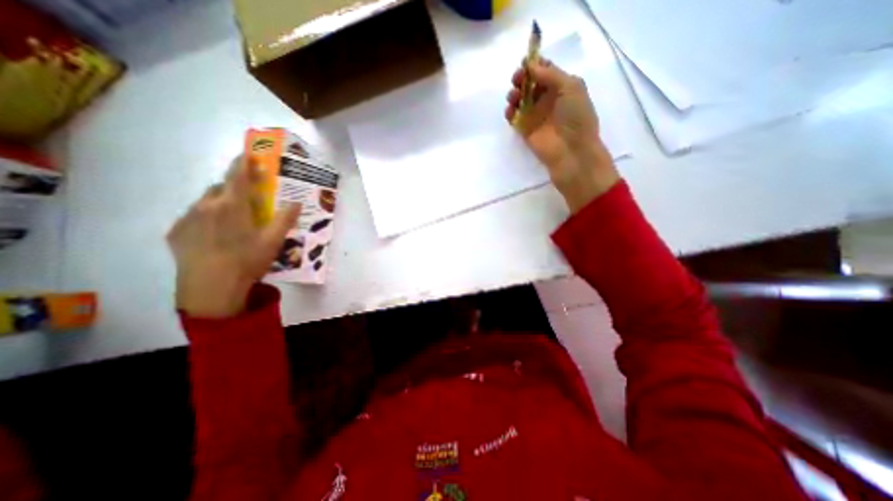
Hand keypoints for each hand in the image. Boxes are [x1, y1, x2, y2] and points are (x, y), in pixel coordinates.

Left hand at [168, 158, 303, 315]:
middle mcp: (205, 206)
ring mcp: (187, 218)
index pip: (237, 176)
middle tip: (248, 199)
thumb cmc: (247, 261)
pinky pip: (193, 217)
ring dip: (220, 203)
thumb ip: (285, 218)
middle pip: (221, 187)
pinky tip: (215, 235)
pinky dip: (206, 218)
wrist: (211, 288)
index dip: (243, 163)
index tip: (249, 154)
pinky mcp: (175, 232)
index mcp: (232, 205)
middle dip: (234, 187)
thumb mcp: (274, 240)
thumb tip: (297, 202)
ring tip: (232, 221)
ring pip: (205, 202)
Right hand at [510, 58, 621, 213]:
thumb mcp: (571, 87)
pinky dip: (509, 112)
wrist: (570, 150)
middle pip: (530, 84)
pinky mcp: (525, 130)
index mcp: (562, 87)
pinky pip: (514, 117)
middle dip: (522, 78)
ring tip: (514, 97)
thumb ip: (550, 74)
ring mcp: (535, 115)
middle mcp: (547, 100)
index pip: (545, 71)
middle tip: (517, 79)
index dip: (535, 65)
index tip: (526, 62)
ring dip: (514, 94)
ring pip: (520, 99)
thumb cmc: (576, 117)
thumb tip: (531, 66)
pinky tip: (510, 110)